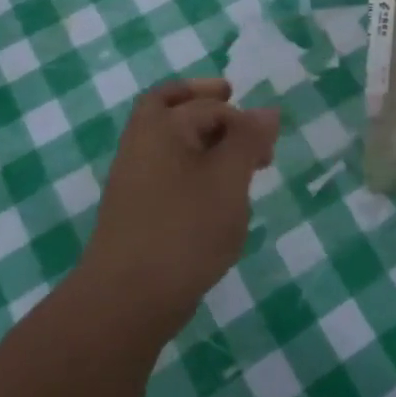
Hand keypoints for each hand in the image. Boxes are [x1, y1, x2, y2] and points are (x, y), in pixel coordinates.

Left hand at [77, 79, 280, 338]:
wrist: (126, 300)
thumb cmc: (185, 230)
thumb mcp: (229, 179)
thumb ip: (248, 140)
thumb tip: (266, 110)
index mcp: (162, 128)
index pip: (209, 105)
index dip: (243, 117)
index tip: (269, 143)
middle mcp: (141, 145)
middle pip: (168, 105)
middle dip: (201, 99)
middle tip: (229, 96)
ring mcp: (134, 180)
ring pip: (168, 141)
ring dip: (199, 137)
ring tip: (236, 159)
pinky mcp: (136, 211)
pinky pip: (167, 172)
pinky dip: (191, 167)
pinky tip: (216, 196)